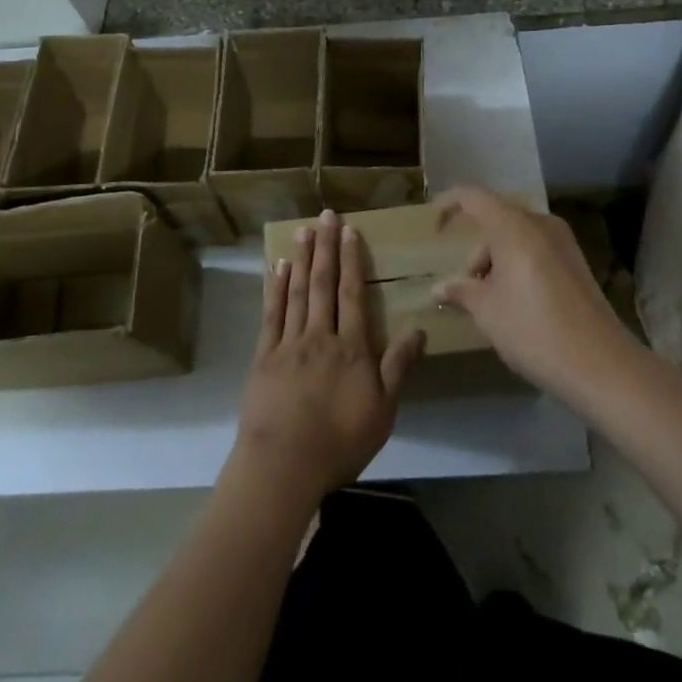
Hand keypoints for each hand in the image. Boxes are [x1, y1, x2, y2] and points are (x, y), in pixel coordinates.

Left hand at [231, 210, 424, 504]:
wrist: (283, 466)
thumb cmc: (339, 442)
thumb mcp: (382, 412)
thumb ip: (397, 367)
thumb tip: (418, 329)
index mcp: (350, 348)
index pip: (352, 294)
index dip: (352, 260)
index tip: (349, 230)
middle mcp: (320, 336)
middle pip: (323, 284)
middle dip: (326, 247)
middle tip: (324, 215)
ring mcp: (288, 343)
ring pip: (297, 292)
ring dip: (302, 259)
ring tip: (303, 230)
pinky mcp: (264, 356)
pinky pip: (271, 314)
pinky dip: (275, 288)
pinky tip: (278, 268)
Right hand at [431, 186, 637, 401]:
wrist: (600, 364)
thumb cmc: (533, 329)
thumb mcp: (488, 312)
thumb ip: (461, 292)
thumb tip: (439, 289)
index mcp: (513, 226)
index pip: (473, 197)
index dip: (449, 204)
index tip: (435, 227)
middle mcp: (539, 223)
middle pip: (496, 220)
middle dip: (475, 250)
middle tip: (467, 289)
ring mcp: (563, 242)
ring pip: (516, 237)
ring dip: (496, 261)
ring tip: (491, 302)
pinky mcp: (576, 262)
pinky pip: (535, 250)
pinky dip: (517, 265)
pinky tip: (516, 303)